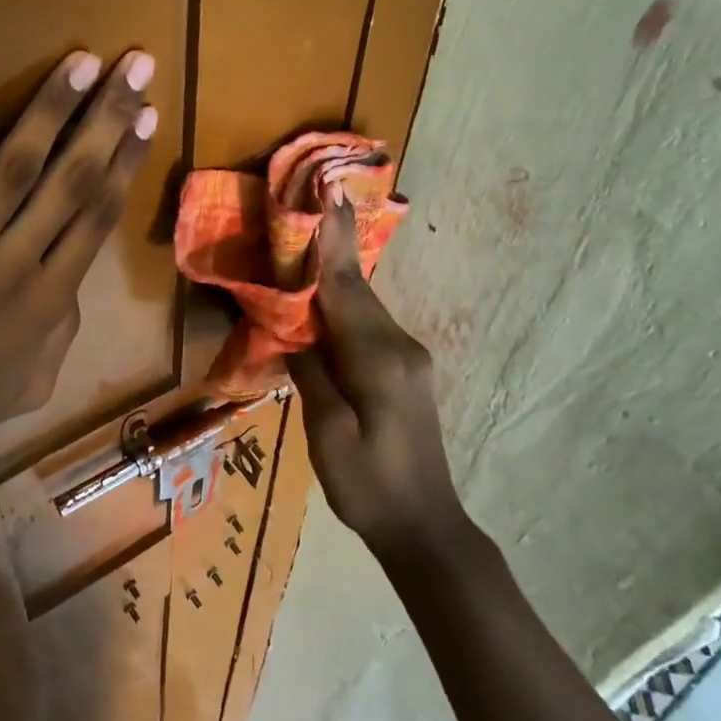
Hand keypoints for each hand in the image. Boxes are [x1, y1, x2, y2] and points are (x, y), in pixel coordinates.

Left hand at [0, 49, 157, 476]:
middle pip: (71, 180)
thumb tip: (73, 278)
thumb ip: (65, 328)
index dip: (125, 159)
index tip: (147, 114)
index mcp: (50, 302)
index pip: (97, 214)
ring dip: (50, 110)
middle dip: (107, 118)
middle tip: (134, 65)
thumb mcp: (34, 381)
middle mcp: (16, 268)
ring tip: (80, 62)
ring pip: (15, 169)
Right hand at [286, 189, 465, 554]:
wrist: (425, 526)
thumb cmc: (368, 486)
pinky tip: (322, 302)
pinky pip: (367, 325)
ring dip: (333, 276)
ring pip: (362, 306)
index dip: (331, 242)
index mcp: (379, 359)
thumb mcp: (327, 433)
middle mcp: (400, 346)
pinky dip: (342, 306)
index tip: (326, 194)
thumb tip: (294, 330)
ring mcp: (408, 357)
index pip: (345, 289)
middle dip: (329, 249)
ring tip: (304, 246)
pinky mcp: (406, 370)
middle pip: (355, 290)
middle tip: (303, 210)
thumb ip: (311, 373)